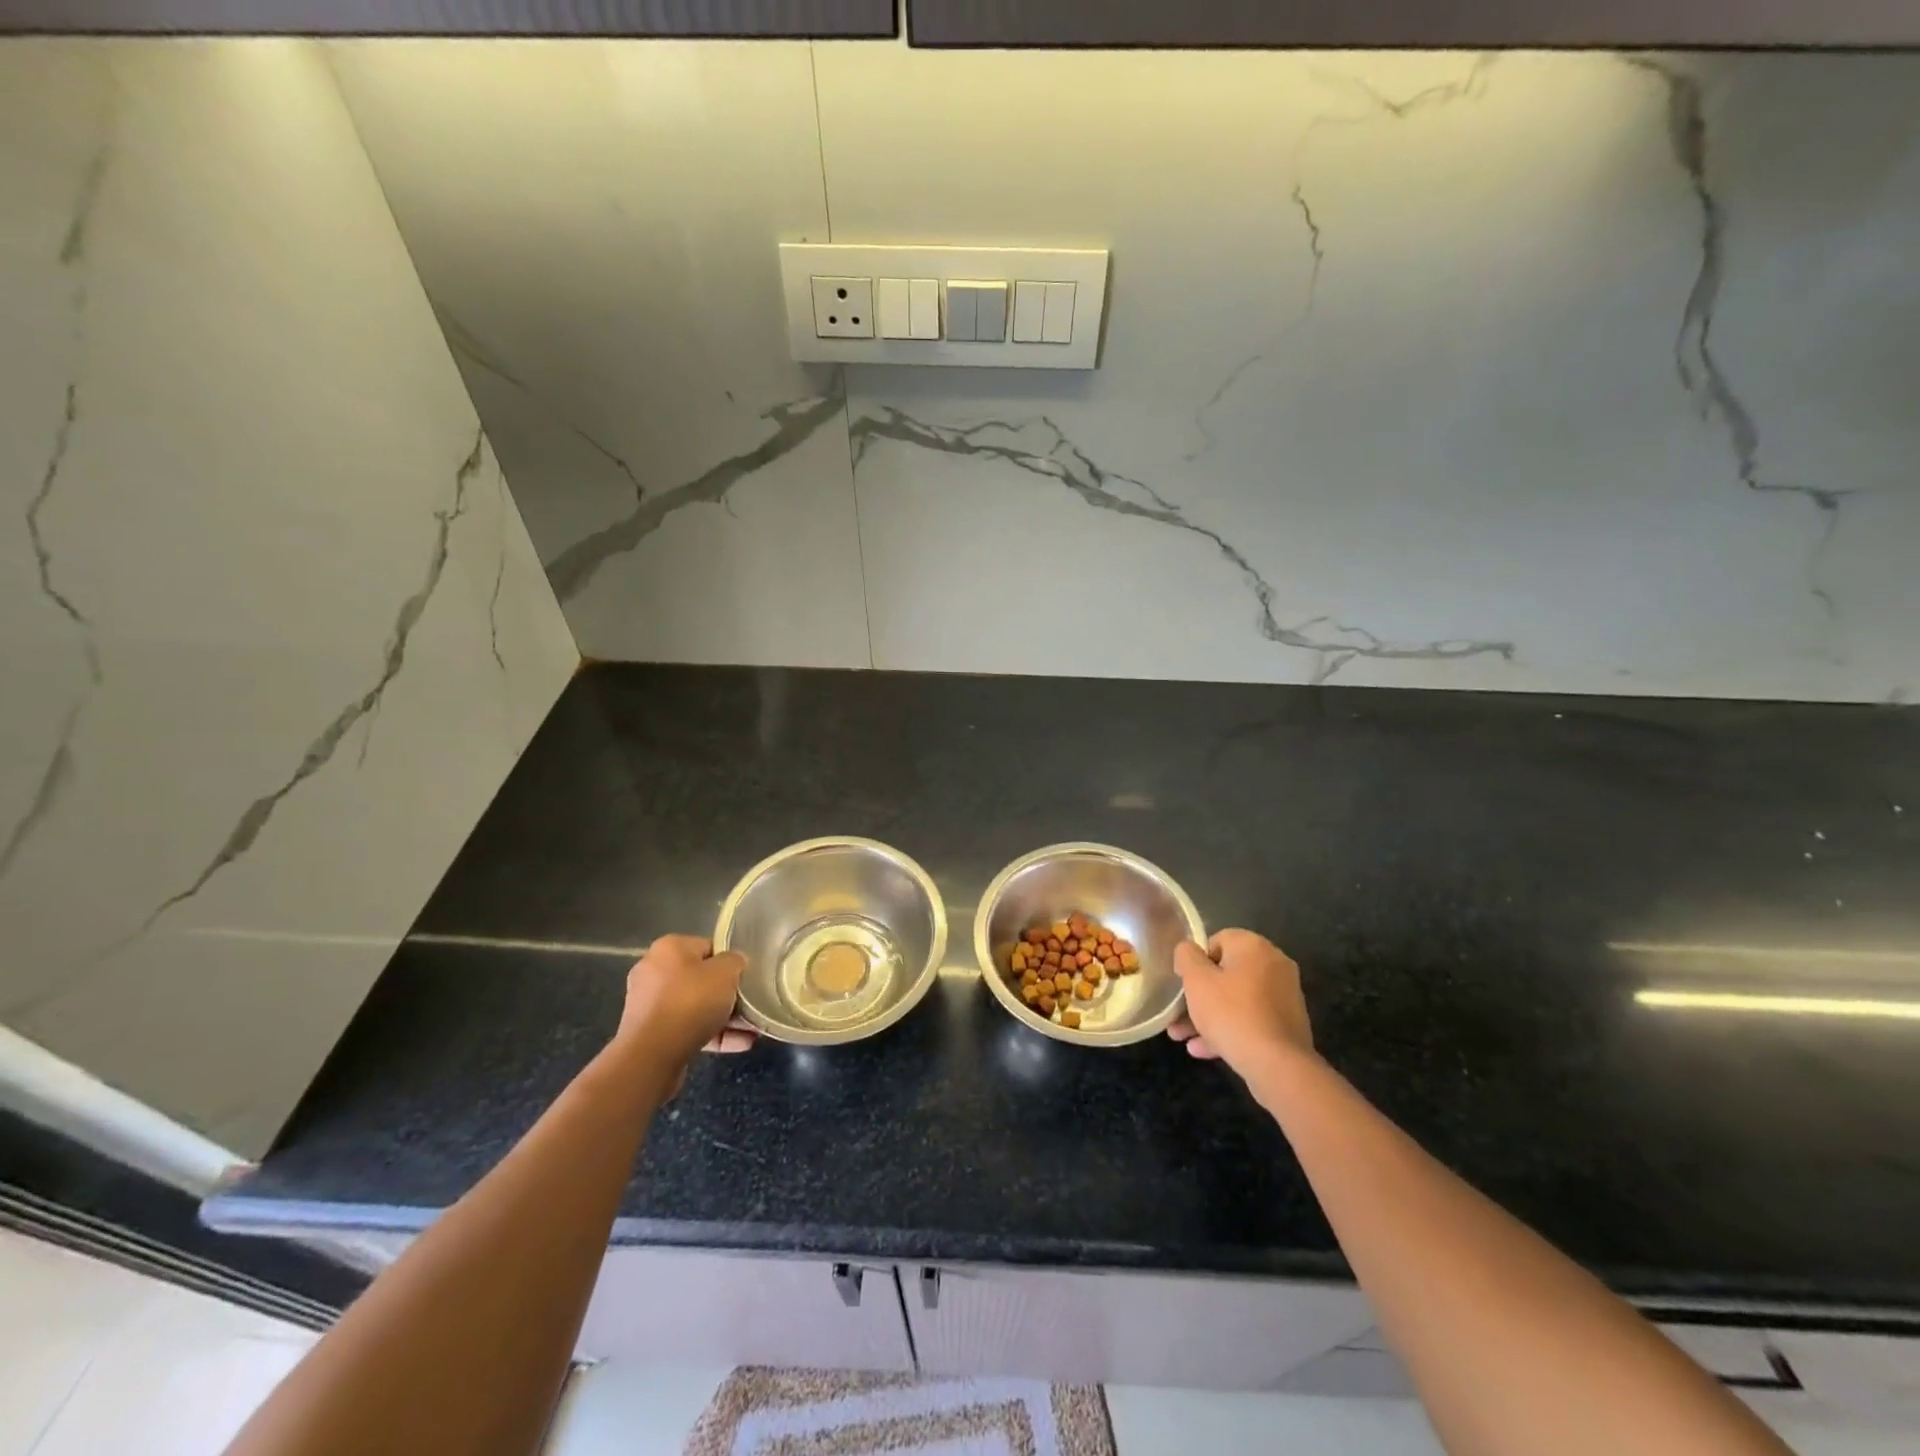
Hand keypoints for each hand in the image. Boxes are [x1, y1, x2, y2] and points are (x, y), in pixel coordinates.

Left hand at [617, 935, 753, 1077]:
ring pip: (695, 1007)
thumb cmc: (691, 1002)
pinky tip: (739, 1044)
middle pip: (701, 979)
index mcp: (669, 948)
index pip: (708, 947)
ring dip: (724, 1018)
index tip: (746, 977)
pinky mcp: (650, 1034)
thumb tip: (735, 963)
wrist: (652, 1055)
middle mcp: (654, 971)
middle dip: (727, 995)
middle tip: (750, 1005)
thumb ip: (735, 961)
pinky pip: (687, 1029)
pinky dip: (711, 1035)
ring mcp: (649, 1005)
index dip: (730, 962)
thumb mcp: (726, 972)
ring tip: (751, 1031)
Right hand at [1167, 929, 1313, 1074]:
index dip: (1195, 962)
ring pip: (1236, 1000)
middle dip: (1198, 996)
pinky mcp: (1288, 1025)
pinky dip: (1230, 1029)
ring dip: (1209, 1017)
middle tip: (1177, 1016)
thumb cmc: (1231, 1013)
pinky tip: (1204, 1050)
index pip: (1217, 941)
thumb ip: (1186, 956)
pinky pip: (1251, 1019)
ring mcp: (1284, 996)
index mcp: (1254, 946)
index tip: (1184, 984)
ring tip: (1183, 1038)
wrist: (1278, 1065)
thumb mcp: (1196, 980)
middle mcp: (1274, 965)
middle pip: (1226, 974)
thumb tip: (1188, 951)